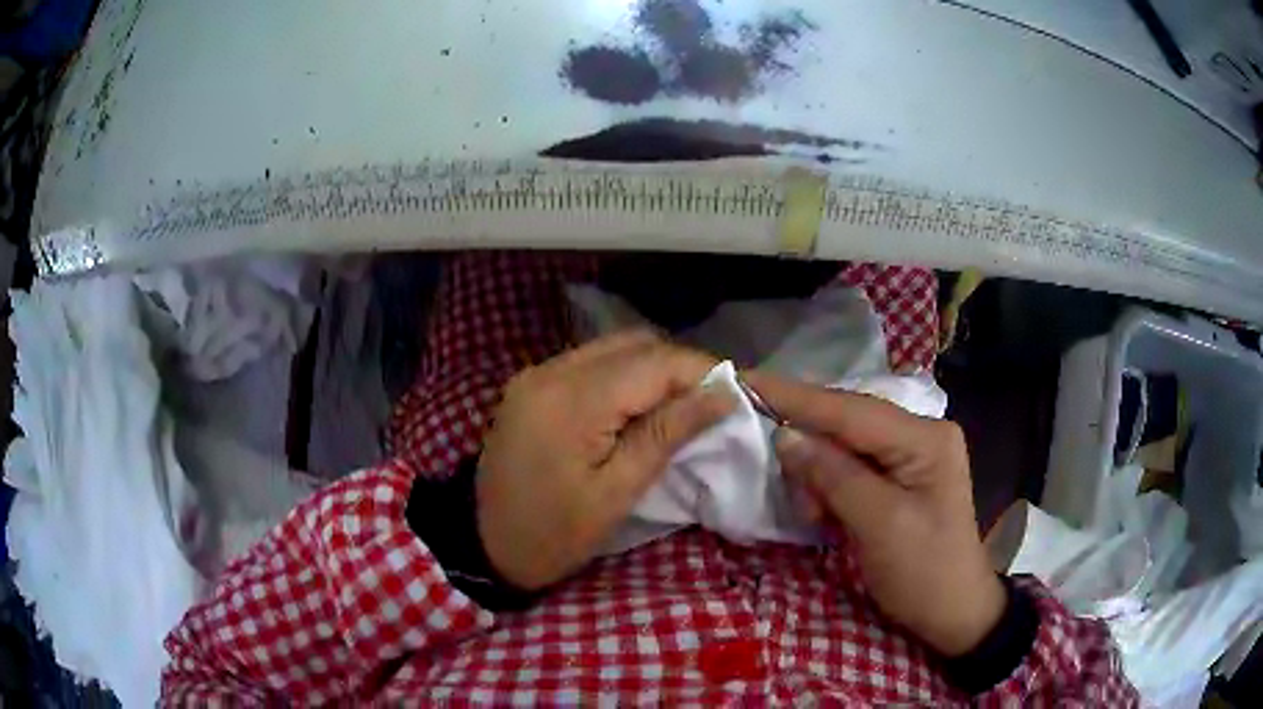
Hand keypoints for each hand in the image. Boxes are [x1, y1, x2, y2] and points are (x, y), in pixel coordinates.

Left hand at [478, 331, 735, 590]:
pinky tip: (640, 405)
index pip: (654, 363)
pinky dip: (623, 375)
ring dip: (653, 369)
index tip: (736, 395)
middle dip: (680, 367)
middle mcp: (551, 371)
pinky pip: (589, 363)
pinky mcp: (532, 383)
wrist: (482, 543)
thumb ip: (668, 434)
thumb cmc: (554, 534)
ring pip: (613, 348)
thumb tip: (723, 395)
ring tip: (682, 405)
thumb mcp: (617, 493)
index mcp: (573, 401)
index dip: (703, 371)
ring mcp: (536, 373)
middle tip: (711, 404)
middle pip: (634, 344)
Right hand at [749, 372, 1004, 656]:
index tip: (745, 380)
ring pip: (844, 447)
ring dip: (819, 477)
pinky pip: (851, 468)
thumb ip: (834, 476)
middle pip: (847, 423)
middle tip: (782, 481)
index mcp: (925, 438)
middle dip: (809, 448)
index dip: (796, 397)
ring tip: (816, 516)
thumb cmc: (924, 572)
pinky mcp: (898, 476)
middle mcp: (919, 433)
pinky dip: (830, 489)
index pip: (851, 409)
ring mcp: (910, 454)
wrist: (952, 612)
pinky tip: (828, 515)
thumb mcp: (881, 526)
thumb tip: (786, 436)